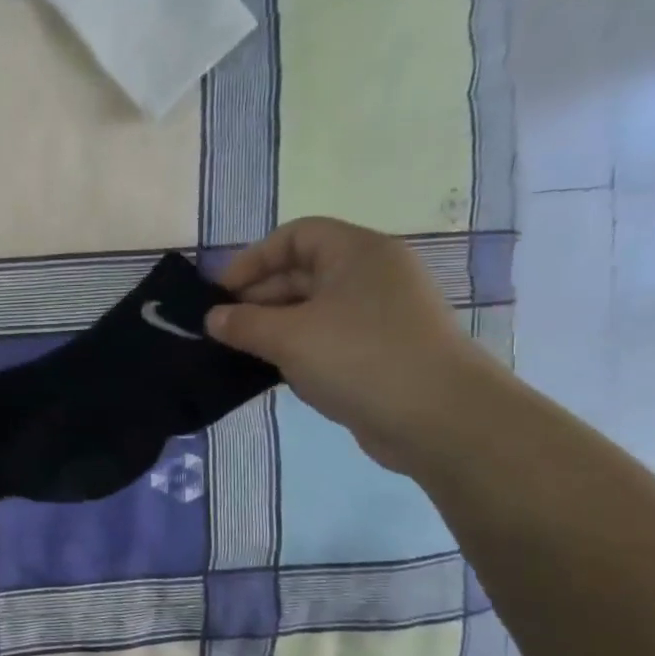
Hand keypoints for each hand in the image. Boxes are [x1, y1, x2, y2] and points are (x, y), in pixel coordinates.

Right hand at [207, 218, 498, 472]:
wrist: (441, 419)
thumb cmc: (360, 358)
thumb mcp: (288, 337)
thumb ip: (243, 323)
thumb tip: (212, 318)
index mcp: (358, 253)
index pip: (295, 236)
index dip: (253, 259)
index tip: (220, 294)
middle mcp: (372, 275)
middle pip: (302, 272)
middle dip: (258, 298)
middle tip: (222, 329)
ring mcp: (380, 315)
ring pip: (313, 309)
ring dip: (274, 327)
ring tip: (240, 352)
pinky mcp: (382, 351)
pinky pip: (329, 338)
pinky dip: (298, 349)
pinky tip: (275, 372)